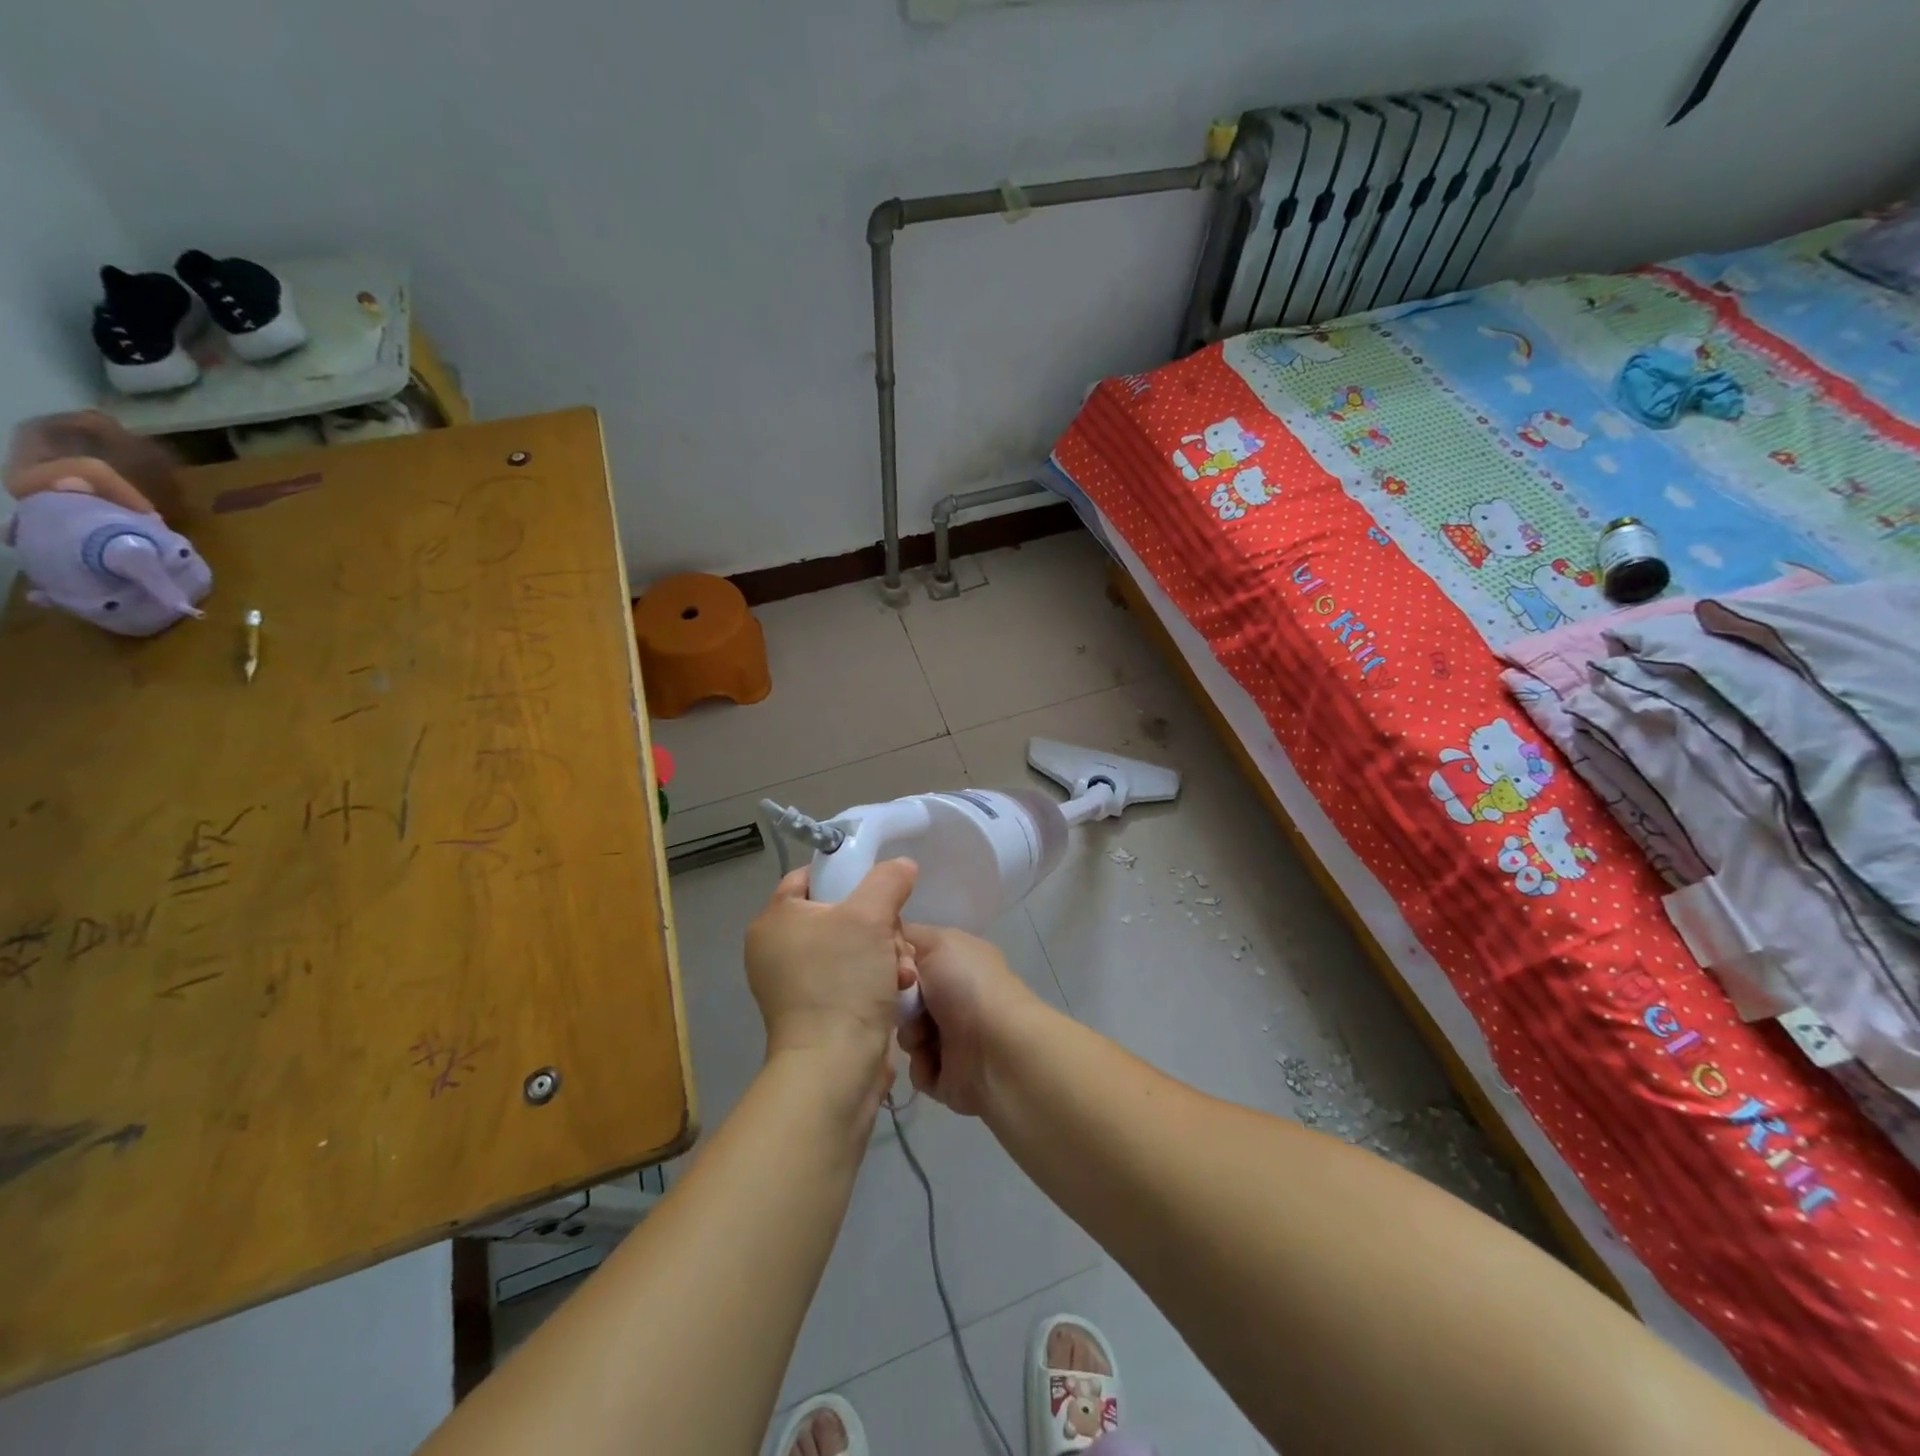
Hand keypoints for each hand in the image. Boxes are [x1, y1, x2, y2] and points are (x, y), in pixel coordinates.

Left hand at [745, 859, 917, 1077]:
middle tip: (894, 938)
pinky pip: (854, 978)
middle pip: (841, 913)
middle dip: (880, 925)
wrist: (835, 1068)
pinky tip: (900, 989)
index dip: (846, 874)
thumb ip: (887, 880)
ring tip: (903, 970)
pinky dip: (879, 980)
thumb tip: (902, 865)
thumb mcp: (870, 916)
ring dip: (888, 954)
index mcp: (775, 920)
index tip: (880, 887)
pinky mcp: (820, 1011)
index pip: (809, 877)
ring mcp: (798, 983)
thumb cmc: (843, 981)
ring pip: (855, 946)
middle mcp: (779, 949)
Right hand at [897, 922, 1041, 1116]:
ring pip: (906, 1031)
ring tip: (926, 1037)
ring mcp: (952, 1035)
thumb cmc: (967, 987)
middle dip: (898, 1000)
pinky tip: (937, 1060)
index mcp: (957, 961)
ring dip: (910, 1033)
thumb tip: (896, 942)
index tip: (886, 965)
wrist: (997, 1049)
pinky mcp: (947, 1073)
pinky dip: (922, 1063)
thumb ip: (912, 936)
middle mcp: (954, 995)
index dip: (894, 958)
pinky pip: (915, 1067)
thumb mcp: (940, 943)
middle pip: (903, 996)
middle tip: (906, 1003)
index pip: (913, 954)